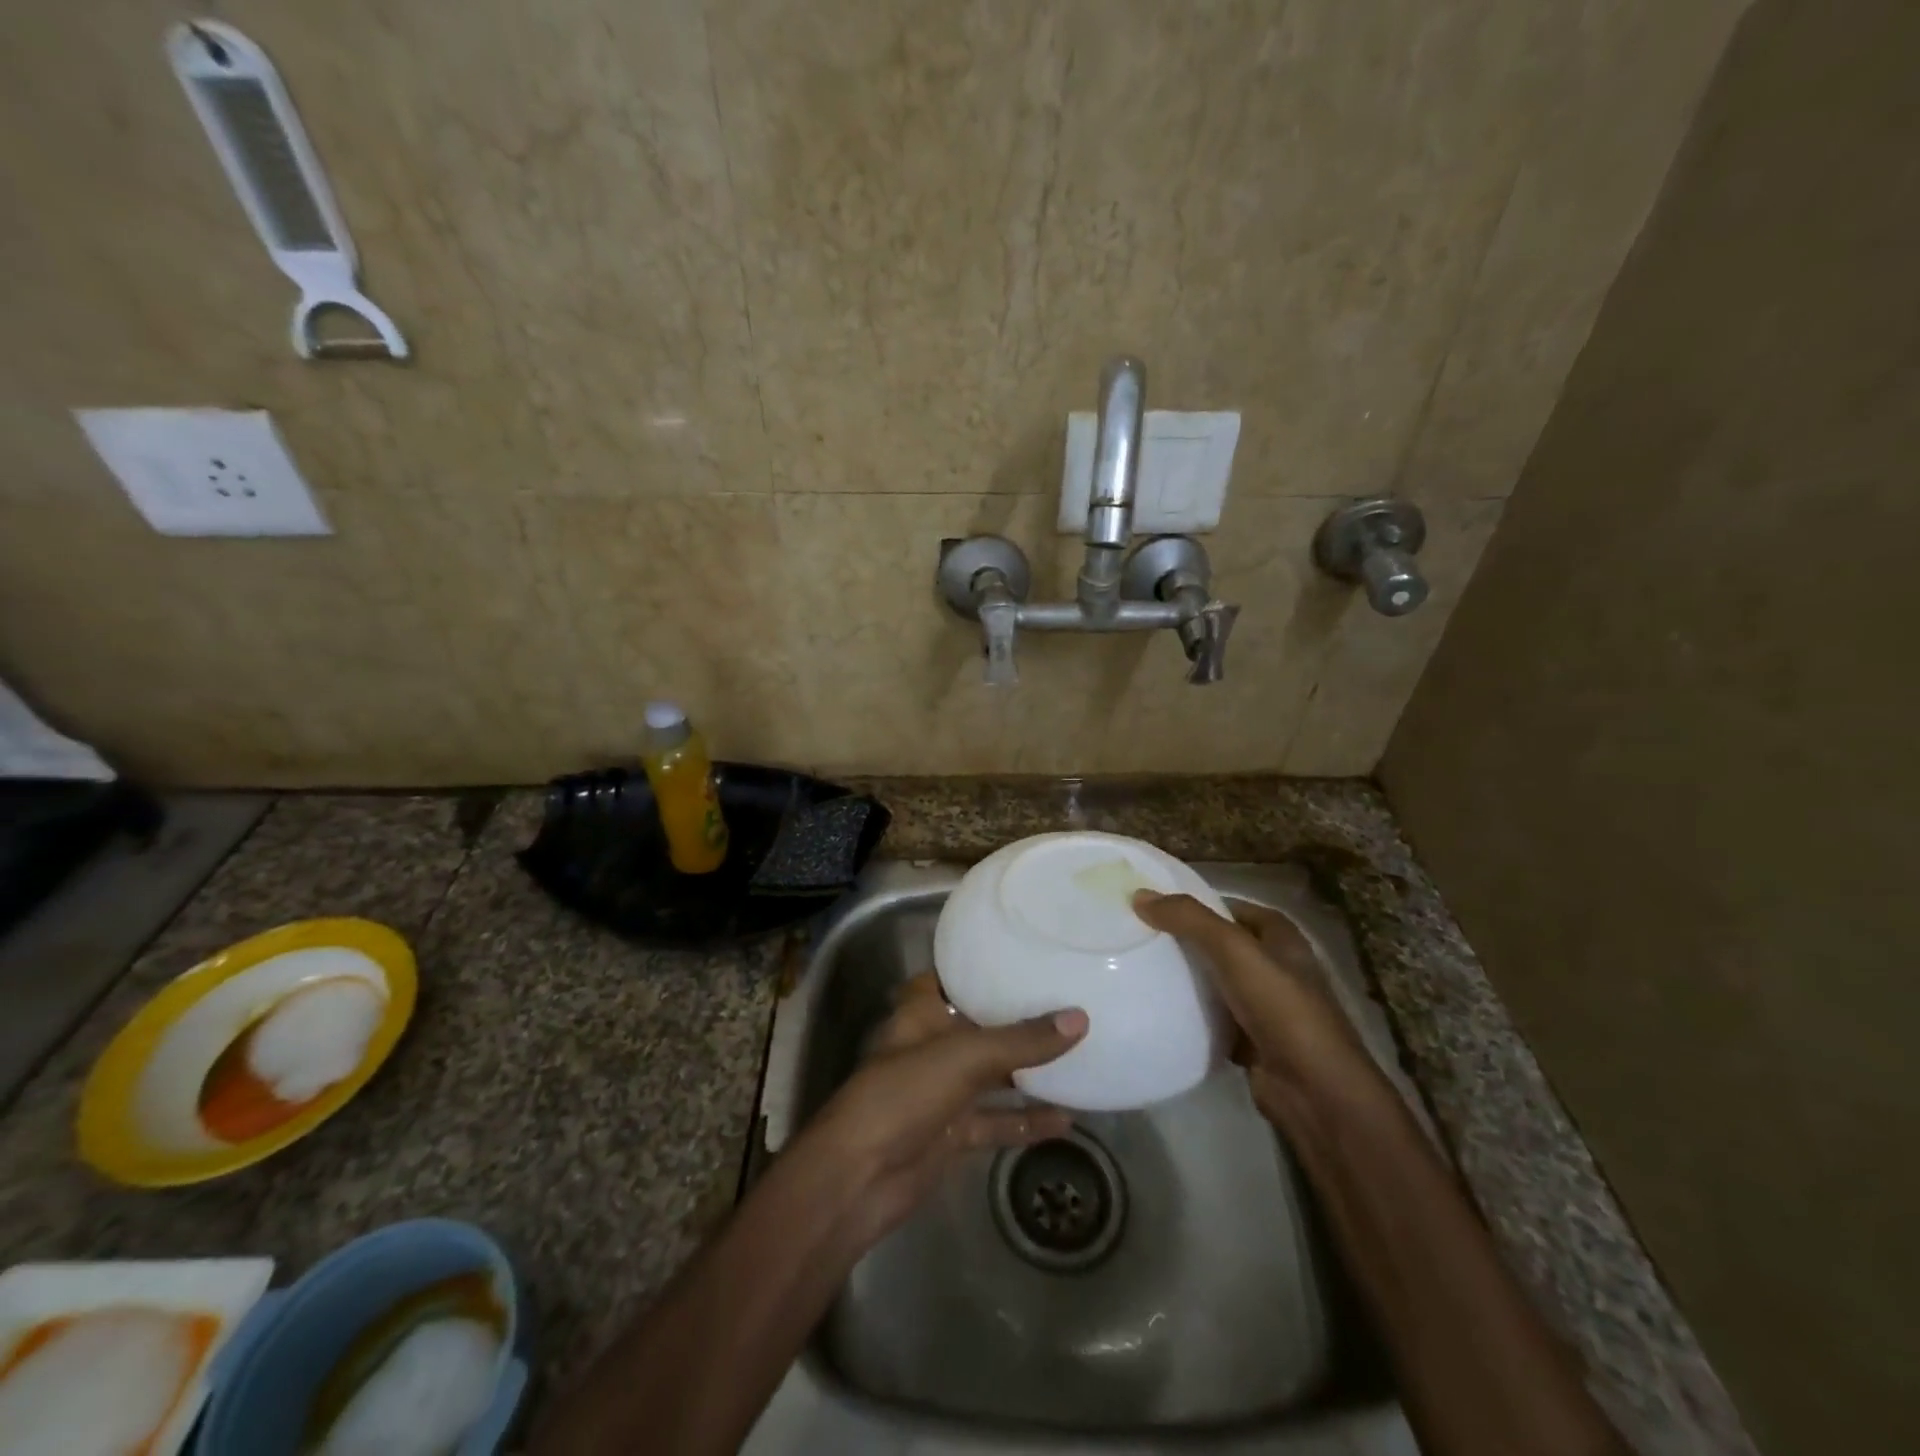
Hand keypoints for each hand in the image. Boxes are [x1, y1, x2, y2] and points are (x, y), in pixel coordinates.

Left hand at [795, 974, 1086, 1245]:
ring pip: (992, 1075)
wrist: (858, 1179)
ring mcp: (941, 1092)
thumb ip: (1021, 1040)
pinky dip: (1025, 1122)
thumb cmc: (903, 1095)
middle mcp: (931, 1046)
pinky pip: (995, 1121)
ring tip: (1079, 1056)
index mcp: (920, 1013)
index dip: (981, 966)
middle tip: (1068, 1001)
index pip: (951, 978)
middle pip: (979, 1025)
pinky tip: (1066, 1120)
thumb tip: (1080, 1019)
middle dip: (1017, 1018)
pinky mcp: (952, 1133)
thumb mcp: (964, 1057)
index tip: (1025, 955)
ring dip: (1028, 1071)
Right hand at [1131, 890, 1377, 1125]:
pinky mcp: (1252, 1042)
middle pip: (1223, 946)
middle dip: (1187, 941)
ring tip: (1142, 968)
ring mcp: (1266, 1008)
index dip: (1201, 904)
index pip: (1235, 909)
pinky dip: (1192, 1015)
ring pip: (1217, 983)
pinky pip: (1214, 1019)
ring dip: (1188, 979)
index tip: (1160, 906)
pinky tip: (1160, 1010)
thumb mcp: (1234, 951)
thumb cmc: (1281, 1008)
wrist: (1313, 1091)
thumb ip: (1189, 919)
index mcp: (1282, 939)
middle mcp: (1277, 969)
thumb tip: (1141, 895)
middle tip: (1142, 936)